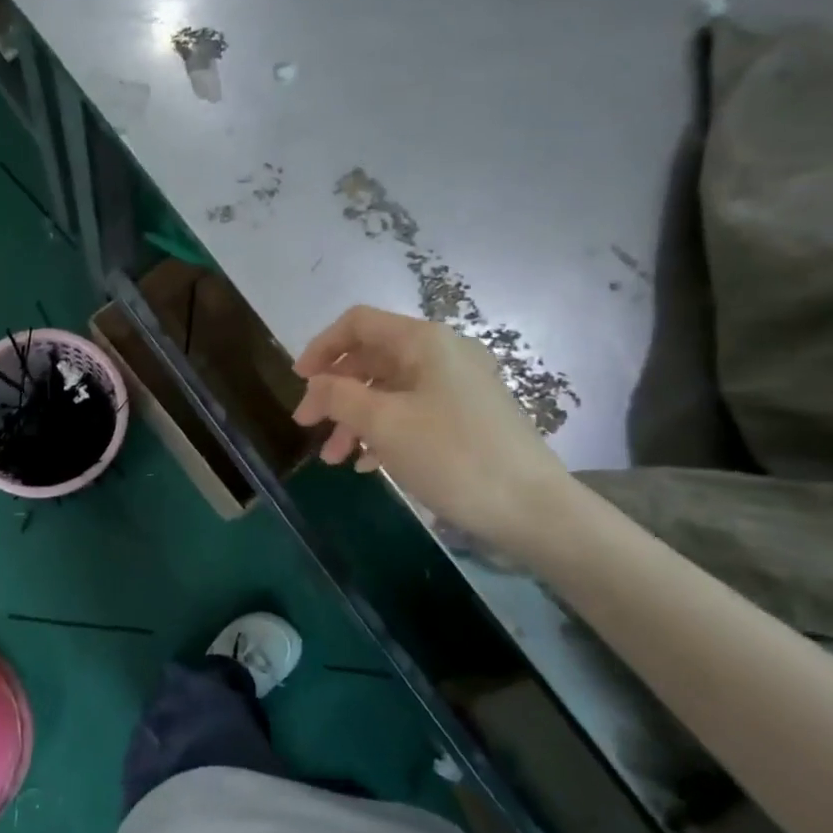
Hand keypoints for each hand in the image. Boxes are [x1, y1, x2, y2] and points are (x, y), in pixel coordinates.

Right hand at [292, 306, 571, 554]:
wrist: (533, 509)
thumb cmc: (453, 456)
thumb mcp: (384, 424)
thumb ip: (339, 396)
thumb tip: (315, 386)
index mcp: (424, 342)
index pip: (358, 323)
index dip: (322, 347)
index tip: (299, 382)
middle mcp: (442, 354)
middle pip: (372, 358)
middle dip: (334, 391)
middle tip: (309, 425)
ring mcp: (458, 386)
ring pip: (389, 390)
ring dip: (355, 418)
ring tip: (334, 458)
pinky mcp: (467, 417)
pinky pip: (412, 412)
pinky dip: (383, 431)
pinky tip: (367, 464)